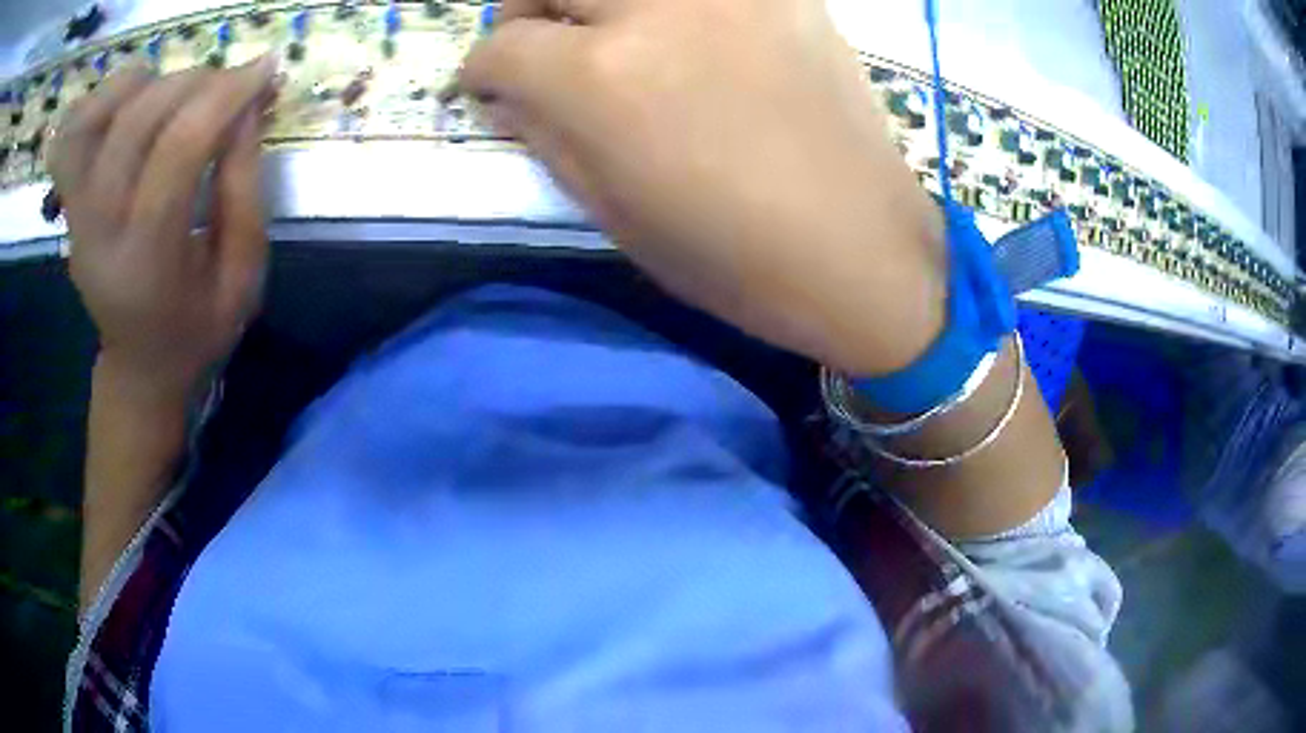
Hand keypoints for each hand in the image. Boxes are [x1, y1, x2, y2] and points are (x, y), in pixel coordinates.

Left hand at [48, 57, 277, 403]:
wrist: (140, 367)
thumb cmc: (195, 329)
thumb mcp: (241, 277)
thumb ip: (245, 190)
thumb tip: (248, 106)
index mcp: (147, 265)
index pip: (178, 152)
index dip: (225, 97)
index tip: (264, 70)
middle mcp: (99, 234)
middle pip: (136, 122)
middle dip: (194, 84)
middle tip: (226, 88)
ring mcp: (77, 216)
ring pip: (98, 117)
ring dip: (148, 83)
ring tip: (180, 95)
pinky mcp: (70, 204)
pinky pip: (74, 133)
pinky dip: (105, 99)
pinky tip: (137, 100)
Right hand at [460, 0, 947, 374]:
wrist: (858, 247)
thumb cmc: (730, 255)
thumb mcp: (613, 212)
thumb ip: (546, 136)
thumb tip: (506, 96)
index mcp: (601, 76)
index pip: (502, 45)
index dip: (480, 71)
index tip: (486, 87)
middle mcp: (656, 8)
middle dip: (525, 9)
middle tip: (536, 42)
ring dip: (594, 0)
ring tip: (605, 29)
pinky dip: (665, 4)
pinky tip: (680, 29)